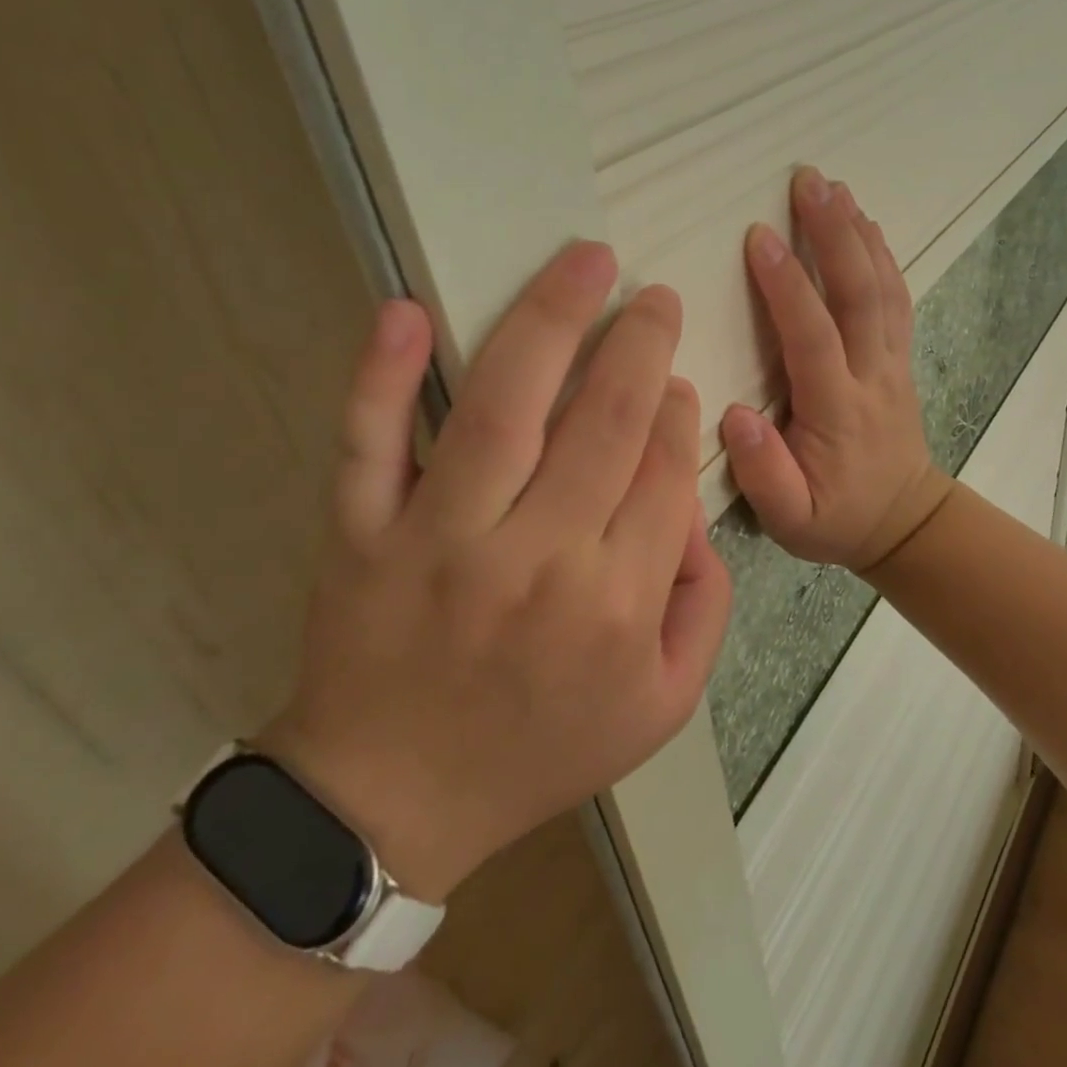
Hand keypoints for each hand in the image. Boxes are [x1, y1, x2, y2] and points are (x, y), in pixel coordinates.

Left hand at [262, 244, 731, 902]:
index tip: (676, 376)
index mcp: (616, 602)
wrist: (393, 804)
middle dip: (639, 344)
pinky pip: (368, 444)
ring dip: (550, 321)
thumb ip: (705, 605)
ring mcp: (440, 542)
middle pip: (603, 422)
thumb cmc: (539, 750)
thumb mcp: (663, 705)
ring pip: (502, 410)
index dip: (676, 411)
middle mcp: (536, 559)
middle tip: (652, 295)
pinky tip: (407, 310)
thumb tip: (695, 508)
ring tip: (585, 261)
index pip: (663, 472)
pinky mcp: (361, 536)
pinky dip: (383, 375)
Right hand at [720, 169, 954, 576]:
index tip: (758, 236)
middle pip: (858, 295)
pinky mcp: (898, 358)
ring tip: (834, 186)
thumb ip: (764, 474)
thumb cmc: (837, 519)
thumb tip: (736, 415)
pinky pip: (895, 298)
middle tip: (808, 181)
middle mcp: (871, 376)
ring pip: (883, 288)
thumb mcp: (791, 521)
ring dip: (859, 233)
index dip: (788, 286)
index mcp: (838, 411)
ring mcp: (892, 363)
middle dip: (833, 234)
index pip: (813, 337)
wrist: (904, 521)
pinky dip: (882, 255)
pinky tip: (866, 223)